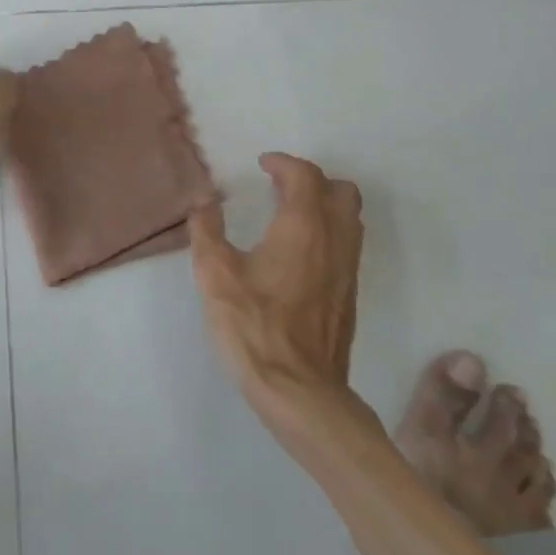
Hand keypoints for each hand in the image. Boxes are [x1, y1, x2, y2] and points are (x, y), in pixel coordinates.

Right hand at [189, 153, 364, 431]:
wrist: (300, 391)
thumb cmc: (253, 327)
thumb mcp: (214, 275)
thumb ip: (206, 231)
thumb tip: (204, 202)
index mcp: (302, 228)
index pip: (305, 176)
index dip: (283, 163)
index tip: (263, 164)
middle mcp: (334, 241)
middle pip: (342, 192)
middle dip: (313, 180)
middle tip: (280, 186)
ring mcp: (347, 271)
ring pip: (351, 219)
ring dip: (325, 205)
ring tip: (290, 214)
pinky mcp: (349, 296)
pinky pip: (348, 246)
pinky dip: (329, 233)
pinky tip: (299, 253)